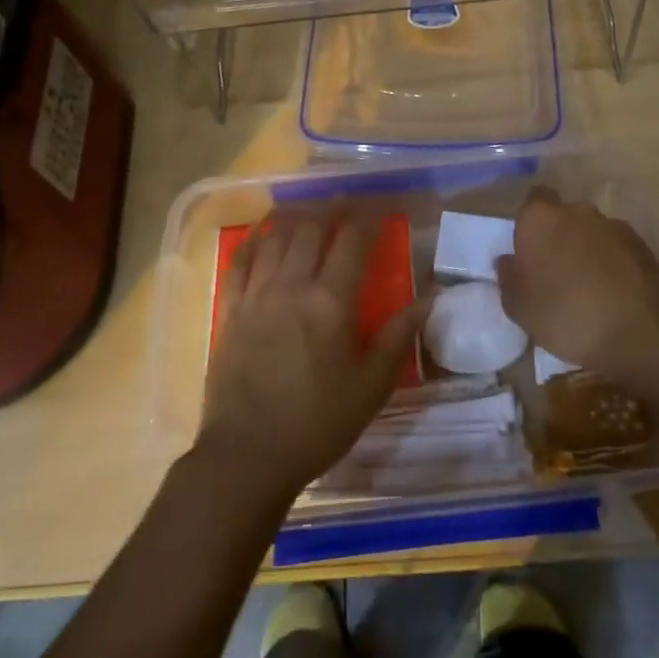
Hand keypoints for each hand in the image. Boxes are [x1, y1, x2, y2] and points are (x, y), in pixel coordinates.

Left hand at [196, 206, 427, 503]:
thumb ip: (397, 336)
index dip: (370, 215)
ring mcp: (256, 295)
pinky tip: (262, 232)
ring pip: (276, 238)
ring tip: (309, 208)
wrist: (247, 457)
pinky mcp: (230, 311)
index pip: (353, 240)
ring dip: (295, 216)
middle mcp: (292, 286)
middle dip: (332, 208)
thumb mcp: (370, 386)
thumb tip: (428, 299)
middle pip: (312, 229)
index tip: (384, 203)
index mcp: (330, 301)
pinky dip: (253, 240)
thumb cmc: (317, 423)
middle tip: (347, 200)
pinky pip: (239, 262)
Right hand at [495, 188, 658, 386]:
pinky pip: (617, 248)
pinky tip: (613, 293)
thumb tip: (509, 261)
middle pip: (563, 215)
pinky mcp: (642, 245)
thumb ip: (508, 278)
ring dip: (587, 250)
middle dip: (560, 236)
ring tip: (588, 287)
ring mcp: (613, 225)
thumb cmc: (566, 315)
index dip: (531, 224)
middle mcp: (577, 211)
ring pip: (592, 232)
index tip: (529, 250)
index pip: (532, 201)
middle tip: (555, 271)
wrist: (639, 332)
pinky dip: (613, 262)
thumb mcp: (520, 308)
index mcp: (541, 219)